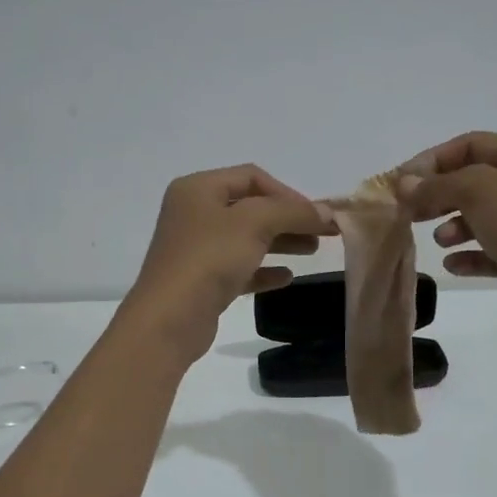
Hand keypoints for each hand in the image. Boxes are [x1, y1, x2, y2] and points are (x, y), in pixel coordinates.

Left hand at [122, 165, 330, 362]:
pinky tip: (286, 278)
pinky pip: (239, 268)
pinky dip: (263, 269)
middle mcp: (193, 213)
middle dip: (288, 218)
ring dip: (281, 241)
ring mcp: (196, 248)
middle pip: (250, 207)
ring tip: (312, 251)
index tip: (316, 215)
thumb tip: (326, 212)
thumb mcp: (254, 223)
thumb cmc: (209, 258)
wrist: (169, 319)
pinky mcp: (201, 281)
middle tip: (324, 233)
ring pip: (246, 238)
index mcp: (197, 189)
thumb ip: (292, 212)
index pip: (251, 177)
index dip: (287, 192)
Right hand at [398, 132, 496, 338]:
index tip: (401, 183)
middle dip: (441, 196)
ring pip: (486, 215)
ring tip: (441, 241)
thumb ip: (436, 184)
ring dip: (456, 226)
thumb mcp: (476, 191)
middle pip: (477, 180)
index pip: (470, 144)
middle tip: (411, 213)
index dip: (431, 161)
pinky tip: (454, 265)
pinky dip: (473, 254)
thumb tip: (405, 183)